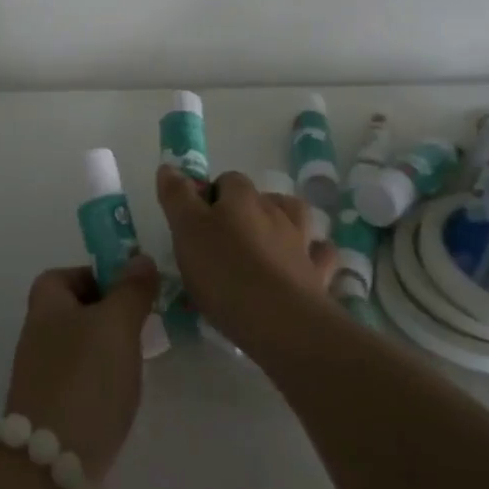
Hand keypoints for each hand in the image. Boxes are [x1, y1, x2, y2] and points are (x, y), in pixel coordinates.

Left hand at [3, 256, 159, 480]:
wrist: (51, 463)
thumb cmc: (85, 377)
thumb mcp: (117, 323)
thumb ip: (131, 289)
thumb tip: (140, 259)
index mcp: (45, 304)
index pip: (67, 274)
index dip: (99, 276)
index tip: (131, 291)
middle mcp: (37, 334)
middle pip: (75, 310)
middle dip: (109, 315)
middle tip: (142, 325)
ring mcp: (41, 375)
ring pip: (80, 347)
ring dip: (108, 350)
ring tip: (138, 361)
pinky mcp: (51, 411)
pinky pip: (81, 381)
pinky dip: (102, 382)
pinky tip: (122, 396)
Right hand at [156, 166, 337, 356]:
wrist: (282, 322)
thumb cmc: (225, 272)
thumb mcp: (187, 231)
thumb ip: (177, 197)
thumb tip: (169, 167)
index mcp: (242, 198)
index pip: (227, 180)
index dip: (210, 196)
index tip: (195, 224)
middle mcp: (275, 211)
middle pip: (260, 198)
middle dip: (244, 211)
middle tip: (222, 242)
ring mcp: (301, 242)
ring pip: (295, 218)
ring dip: (282, 224)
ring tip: (265, 244)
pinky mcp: (317, 275)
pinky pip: (319, 256)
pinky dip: (312, 255)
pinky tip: (303, 264)